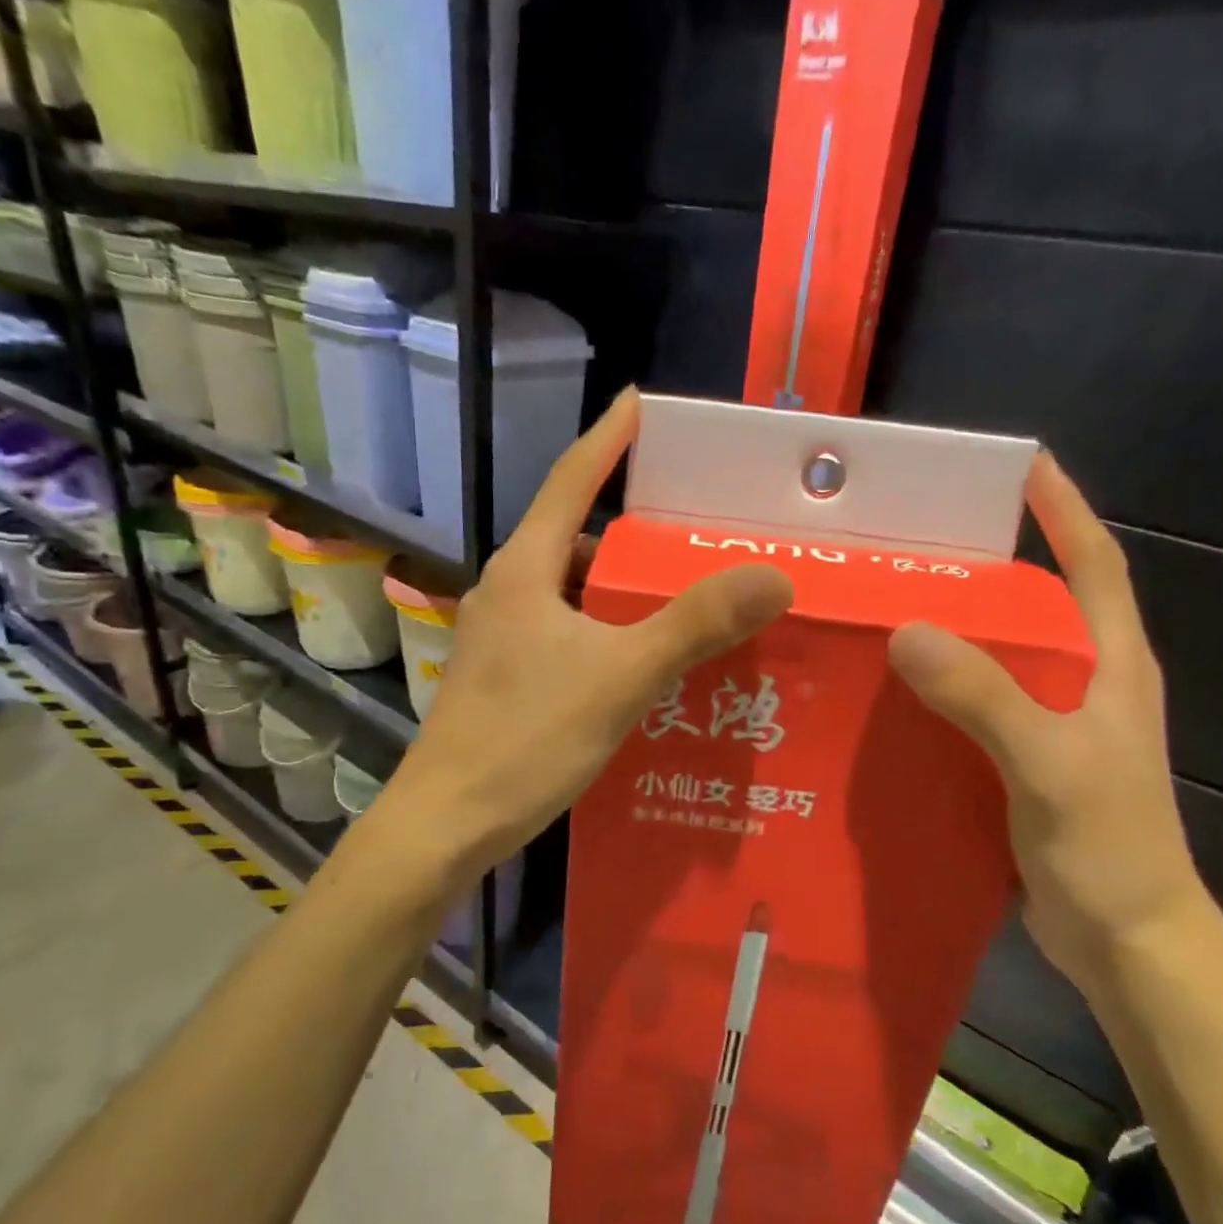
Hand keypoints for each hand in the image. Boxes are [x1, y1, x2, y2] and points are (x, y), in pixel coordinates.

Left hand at [383, 388, 792, 878]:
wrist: (448, 822)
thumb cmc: (527, 738)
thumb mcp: (621, 676)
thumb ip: (695, 624)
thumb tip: (774, 576)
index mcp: (526, 569)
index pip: (571, 480)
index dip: (608, 439)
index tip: (639, 401)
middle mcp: (508, 591)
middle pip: (575, 537)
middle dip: (631, 528)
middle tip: (694, 527)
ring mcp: (502, 636)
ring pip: (572, 591)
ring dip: (621, 588)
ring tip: (682, 595)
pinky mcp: (506, 676)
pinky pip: (567, 632)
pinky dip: (607, 630)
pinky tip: (643, 657)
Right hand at [887, 453, 1207, 990]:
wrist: (1128, 942)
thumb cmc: (1109, 849)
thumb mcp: (1049, 765)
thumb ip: (986, 697)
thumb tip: (908, 630)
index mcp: (1113, 665)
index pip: (1094, 564)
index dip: (1063, 510)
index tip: (1021, 464)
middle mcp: (1087, 682)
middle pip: (1037, 602)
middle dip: (989, 564)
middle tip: (919, 540)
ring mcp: (1056, 723)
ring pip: (1001, 656)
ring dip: (957, 628)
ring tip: (890, 604)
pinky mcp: (1025, 759)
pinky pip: (979, 703)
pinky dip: (942, 686)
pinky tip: (894, 688)